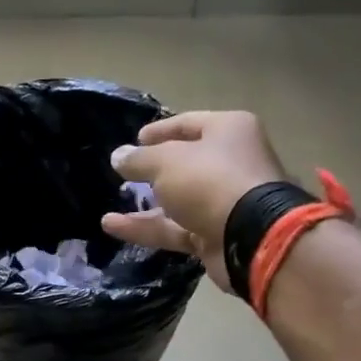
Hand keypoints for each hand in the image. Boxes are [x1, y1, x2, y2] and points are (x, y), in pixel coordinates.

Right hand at [100, 111, 285, 290]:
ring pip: (178, 200)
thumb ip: (139, 159)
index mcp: (228, 131)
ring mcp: (223, 202)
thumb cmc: (210, 181)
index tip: (134, 139)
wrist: (250, 236)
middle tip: (124, 175)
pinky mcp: (213, 235)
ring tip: (111, 206)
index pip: (188, 124)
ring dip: (144, 204)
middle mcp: (229, 163)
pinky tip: (111, 225)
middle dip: (152, 171)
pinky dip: (146, 227)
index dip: (159, 131)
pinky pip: (174, 227)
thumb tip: (118, 156)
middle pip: (185, 164)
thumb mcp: (166, 162)